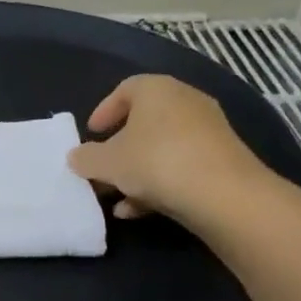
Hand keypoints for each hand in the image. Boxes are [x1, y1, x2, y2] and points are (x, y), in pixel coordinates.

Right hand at [68, 75, 278, 230]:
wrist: (223, 194)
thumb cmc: (155, 162)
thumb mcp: (107, 163)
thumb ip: (86, 158)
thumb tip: (77, 157)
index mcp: (156, 89)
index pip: (125, 89)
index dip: (104, 111)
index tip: (91, 134)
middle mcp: (185, 101)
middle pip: (144, 122)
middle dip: (119, 148)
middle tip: (102, 168)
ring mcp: (208, 130)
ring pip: (161, 148)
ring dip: (136, 171)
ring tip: (116, 196)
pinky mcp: (222, 159)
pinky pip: (181, 166)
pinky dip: (159, 184)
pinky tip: (139, 211)